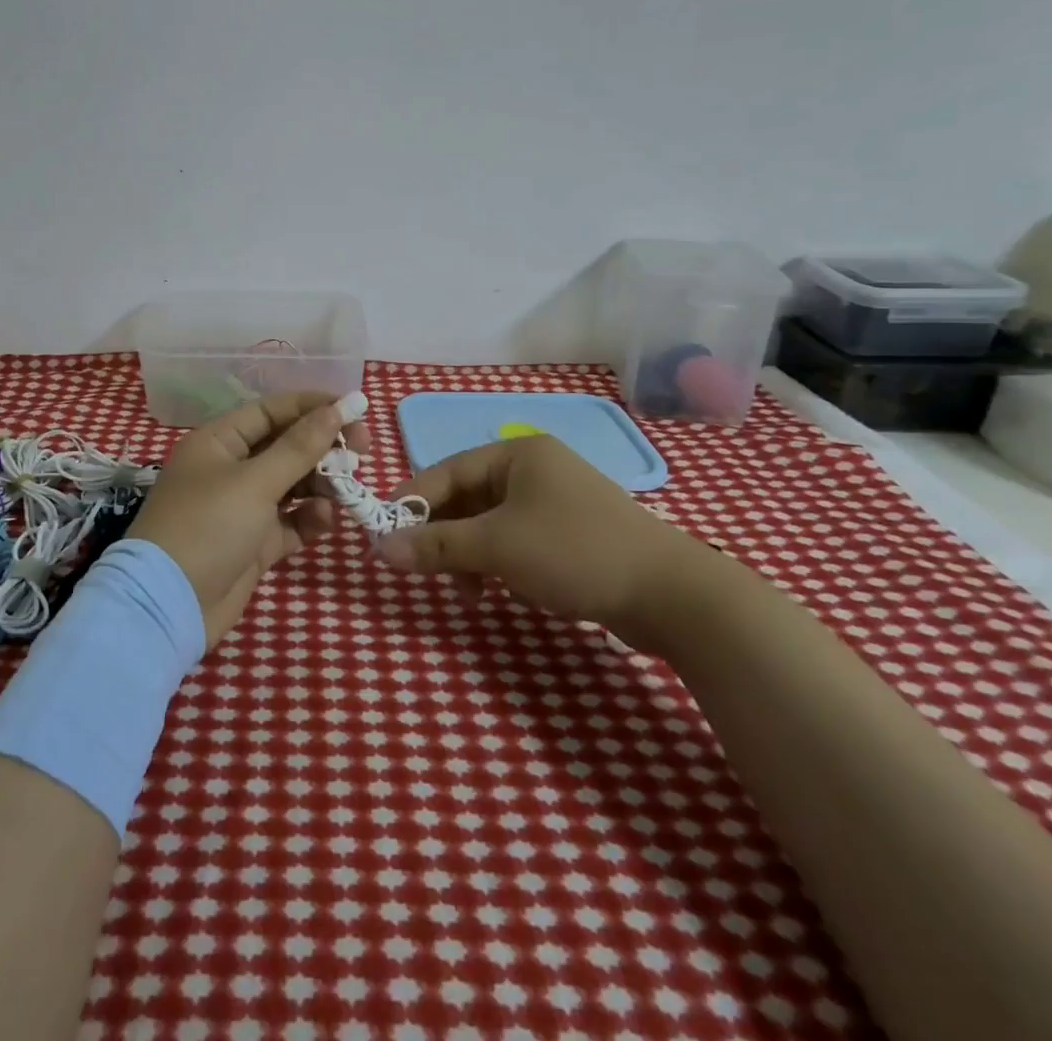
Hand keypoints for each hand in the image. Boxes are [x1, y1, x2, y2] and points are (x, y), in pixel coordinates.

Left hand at [130, 390, 369, 648]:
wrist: (169, 606)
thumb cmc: (208, 527)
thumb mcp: (255, 482)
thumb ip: (299, 447)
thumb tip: (337, 409)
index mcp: (219, 442)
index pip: (271, 411)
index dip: (312, 407)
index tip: (354, 410)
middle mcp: (229, 469)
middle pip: (285, 446)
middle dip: (322, 448)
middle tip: (361, 452)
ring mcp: (241, 508)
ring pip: (291, 485)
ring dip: (320, 485)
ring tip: (345, 490)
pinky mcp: (253, 543)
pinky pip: (289, 522)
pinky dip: (309, 519)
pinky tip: (324, 522)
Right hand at [375, 434, 709, 644]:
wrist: (672, 596)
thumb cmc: (574, 552)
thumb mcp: (496, 547)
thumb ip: (435, 545)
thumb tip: (379, 549)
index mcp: (516, 454)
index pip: (444, 471)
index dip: (411, 503)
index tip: (384, 535)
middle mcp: (534, 469)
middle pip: (466, 499)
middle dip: (444, 536)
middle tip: (424, 570)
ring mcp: (555, 502)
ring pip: (490, 524)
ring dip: (471, 556)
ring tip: (471, 593)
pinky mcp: (571, 534)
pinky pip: (516, 541)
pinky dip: (500, 564)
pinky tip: (505, 592)